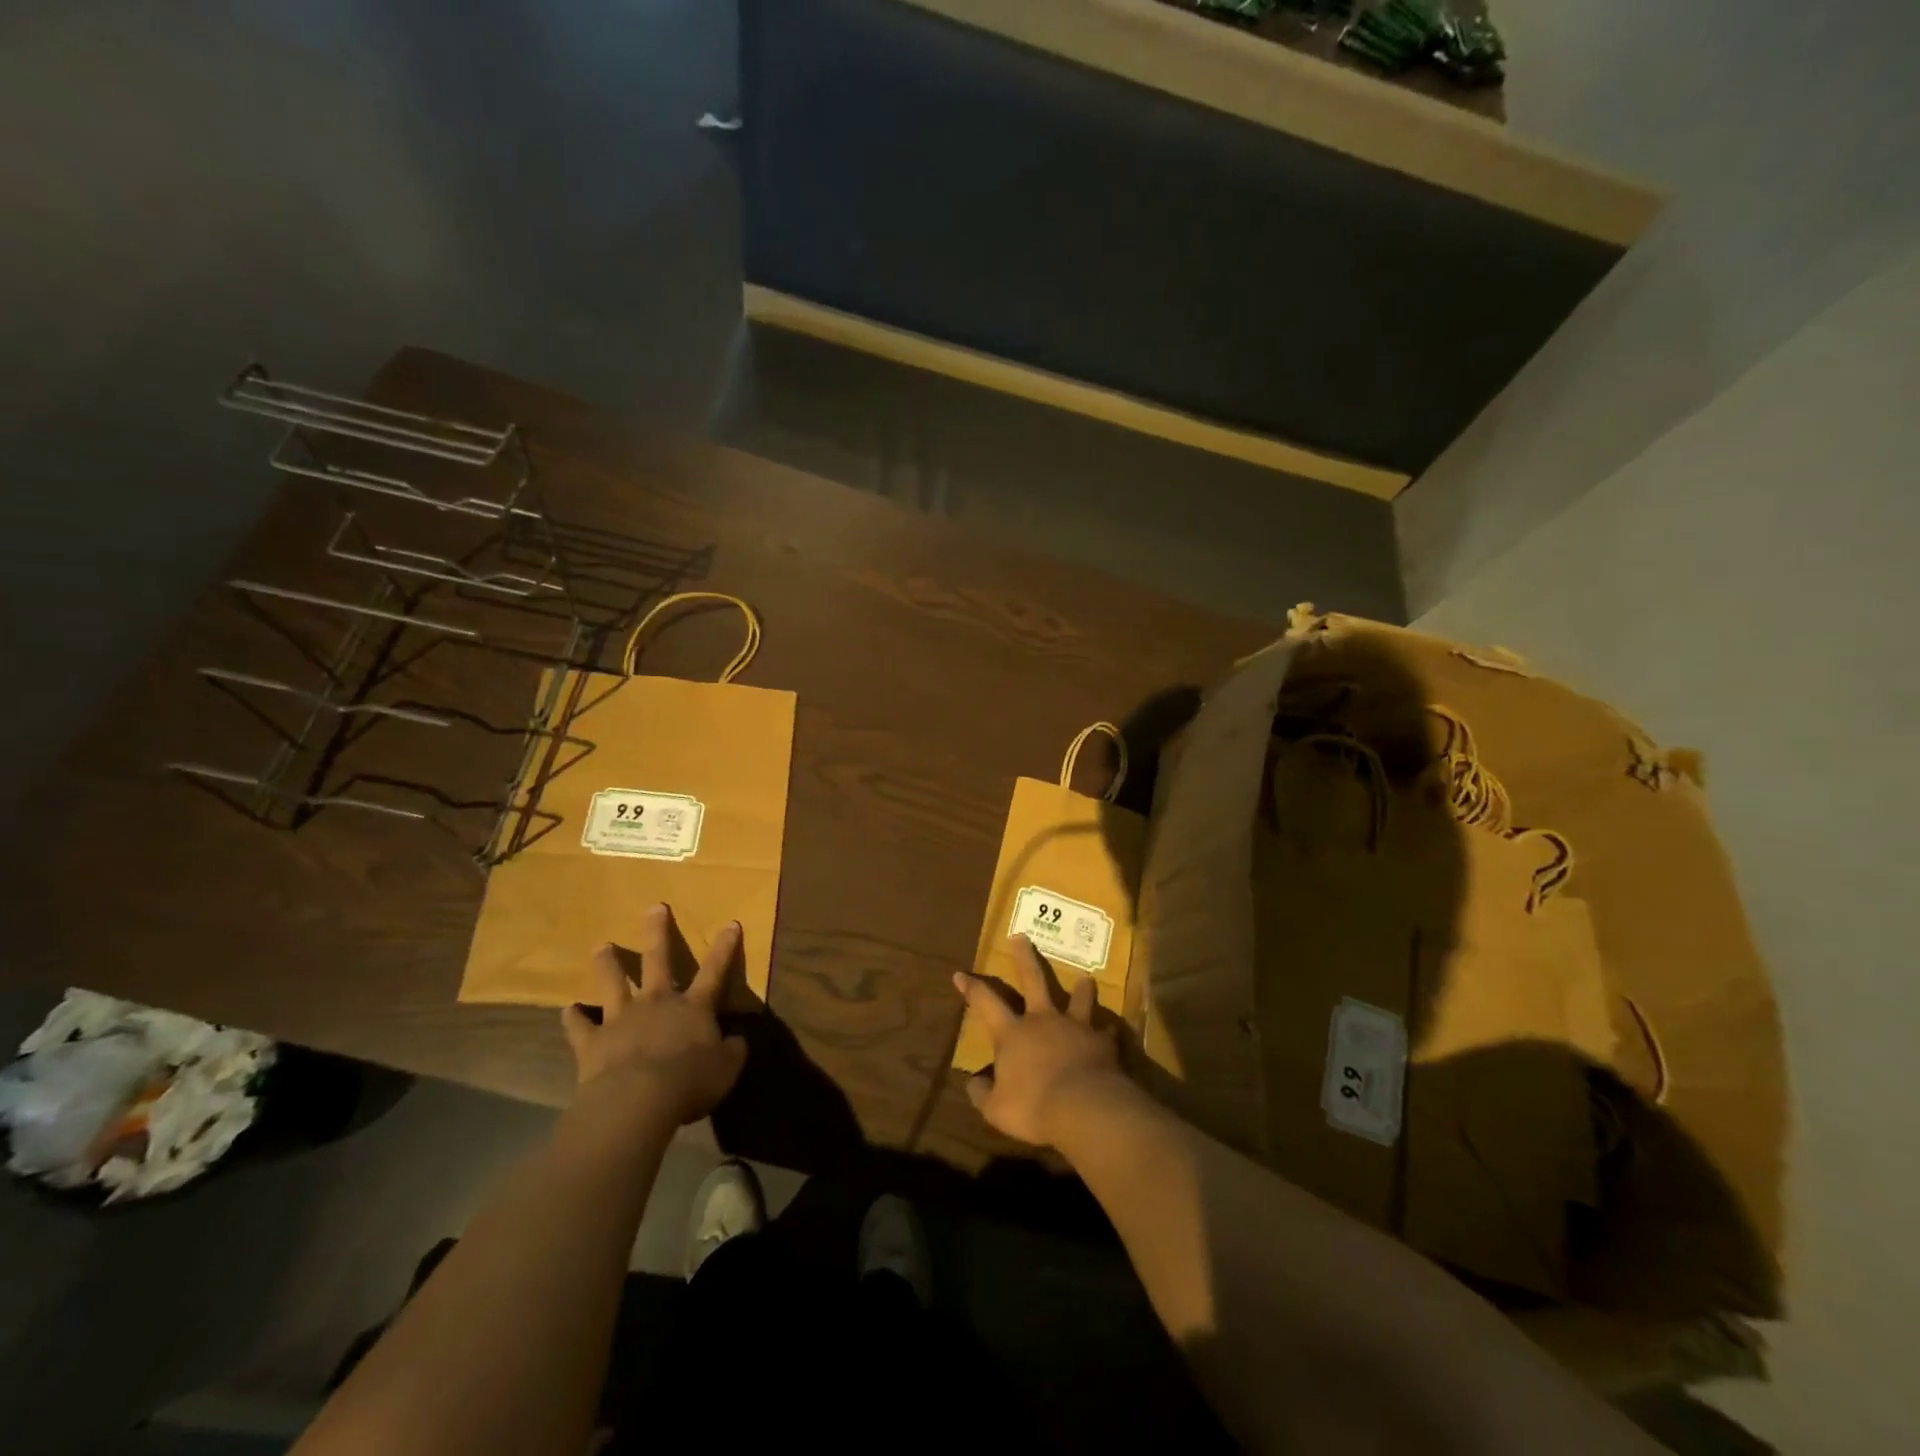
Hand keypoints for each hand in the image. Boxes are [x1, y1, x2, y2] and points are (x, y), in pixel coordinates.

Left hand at [560, 904, 747, 1126]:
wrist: (636, 1102)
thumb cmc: (689, 1082)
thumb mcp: (727, 1069)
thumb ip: (732, 1051)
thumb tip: (736, 1040)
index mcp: (693, 1008)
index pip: (714, 970)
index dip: (724, 948)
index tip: (730, 923)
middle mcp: (657, 1003)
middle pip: (657, 960)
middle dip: (658, 932)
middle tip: (655, 908)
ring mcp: (621, 1019)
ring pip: (613, 983)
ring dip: (608, 964)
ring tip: (601, 946)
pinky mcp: (593, 1042)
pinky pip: (579, 1026)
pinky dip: (573, 1018)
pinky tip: (567, 1010)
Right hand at [954, 936, 1128, 1147]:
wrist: (1085, 1107)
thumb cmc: (1034, 1107)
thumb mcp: (997, 1109)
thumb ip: (983, 1094)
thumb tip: (973, 1083)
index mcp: (1012, 1034)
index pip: (985, 1003)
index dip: (972, 988)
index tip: (960, 974)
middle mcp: (1042, 1021)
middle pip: (1033, 980)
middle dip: (1024, 958)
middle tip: (1021, 937)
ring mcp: (1075, 1027)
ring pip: (1076, 999)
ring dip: (1080, 989)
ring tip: (1085, 978)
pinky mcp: (1101, 1041)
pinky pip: (1105, 1032)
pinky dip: (1106, 1032)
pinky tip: (1110, 1032)